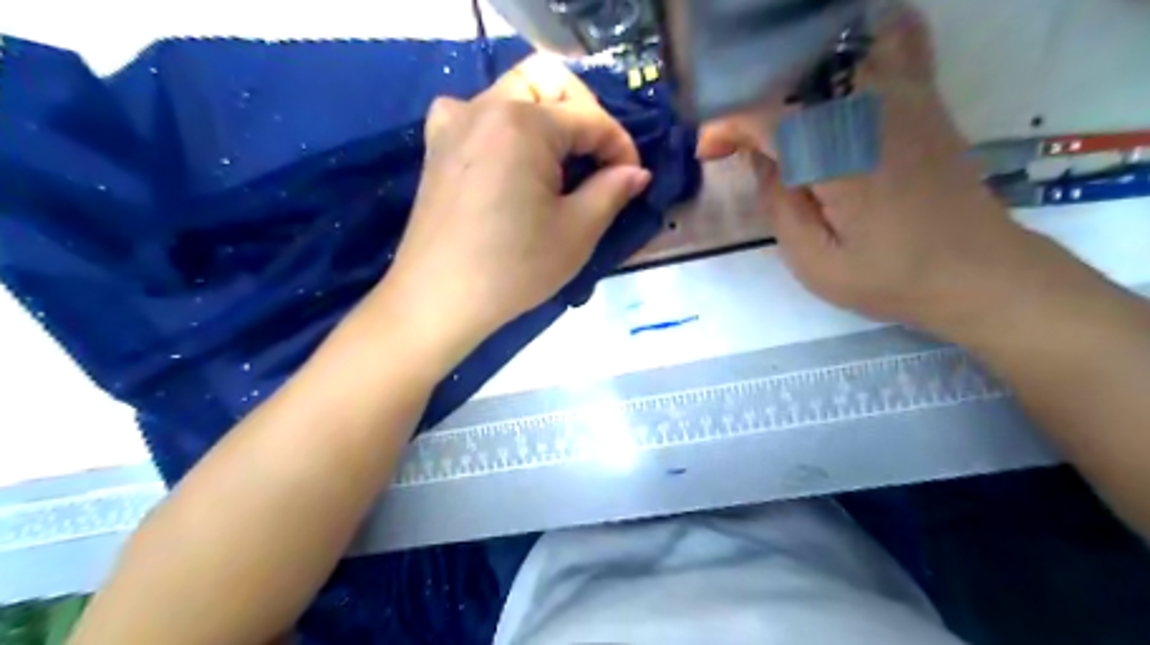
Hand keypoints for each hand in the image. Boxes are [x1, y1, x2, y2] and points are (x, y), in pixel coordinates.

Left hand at [380, 55, 645, 363]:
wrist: (438, 299)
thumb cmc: (513, 269)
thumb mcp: (576, 233)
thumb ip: (612, 191)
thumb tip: (636, 172)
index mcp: (523, 123)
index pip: (590, 119)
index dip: (621, 147)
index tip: (634, 179)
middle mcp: (484, 106)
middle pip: (550, 84)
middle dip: (585, 115)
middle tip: (599, 160)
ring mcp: (453, 121)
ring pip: (514, 93)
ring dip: (548, 116)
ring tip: (562, 162)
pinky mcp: (437, 144)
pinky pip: (479, 114)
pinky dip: (506, 125)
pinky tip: (512, 158)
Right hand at [695, 4, 1038, 332]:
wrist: (978, 271)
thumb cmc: (890, 277)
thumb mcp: (814, 261)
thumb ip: (778, 204)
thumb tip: (760, 157)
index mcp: (839, 158)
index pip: (767, 116)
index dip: (726, 127)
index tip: (707, 152)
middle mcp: (872, 112)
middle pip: (795, 77)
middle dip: (751, 105)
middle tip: (734, 144)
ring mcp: (906, 97)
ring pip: (836, 55)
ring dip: (791, 80)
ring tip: (773, 119)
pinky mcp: (925, 98)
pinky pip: (893, 42)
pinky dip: (857, 47)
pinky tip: (834, 73)